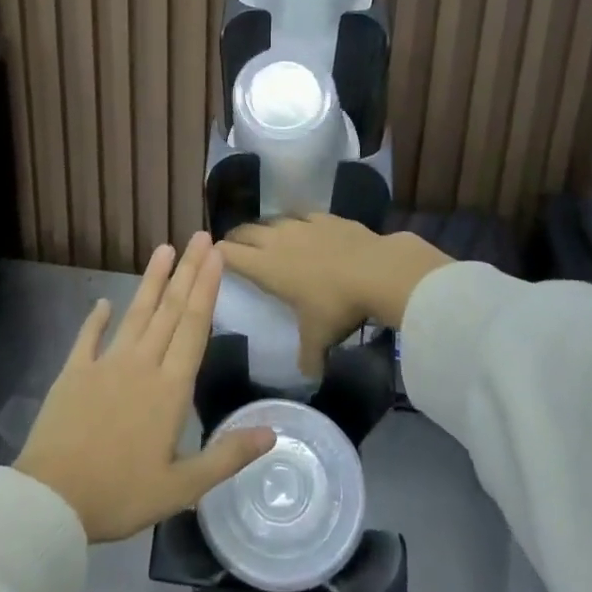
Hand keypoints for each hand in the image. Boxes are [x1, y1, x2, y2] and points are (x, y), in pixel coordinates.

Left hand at [15, 233, 276, 541]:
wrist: (51, 498)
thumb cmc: (120, 494)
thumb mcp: (182, 488)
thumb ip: (227, 457)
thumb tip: (272, 433)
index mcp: (170, 389)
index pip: (194, 327)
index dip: (207, 288)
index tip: (216, 255)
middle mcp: (141, 365)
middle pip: (169, 310)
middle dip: (187, 272)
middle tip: (199, 237)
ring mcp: (104, 365)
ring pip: (135, 314)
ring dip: (151, 281)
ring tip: (163, 249)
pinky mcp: (73, 373)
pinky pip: (88, 337)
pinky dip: (96, 318)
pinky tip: (103, 301)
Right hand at [220, 215, 452, 377]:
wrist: (378, 271)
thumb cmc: (337, 305)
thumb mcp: (319, 337)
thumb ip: (309, 356)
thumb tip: (309, 376)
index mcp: (266, 267)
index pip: (229, 255)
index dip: (217, 255)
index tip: (213, 259)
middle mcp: (277, 240)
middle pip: (245, 231)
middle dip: (236, 238)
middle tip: (234, 247)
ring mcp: (302, 225)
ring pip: (272, 220)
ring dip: (265, 229)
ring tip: (267, 238)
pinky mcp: (325, 217)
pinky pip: (302, 216)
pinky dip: (297, 223)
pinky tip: (304, 230)